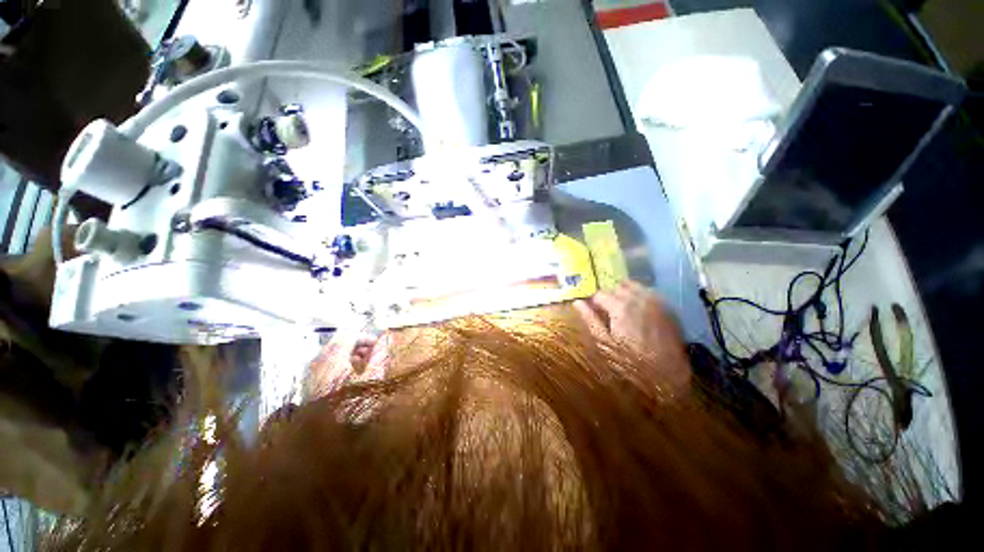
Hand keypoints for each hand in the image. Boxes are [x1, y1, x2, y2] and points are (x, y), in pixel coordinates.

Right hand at [574, 281, 689, 386]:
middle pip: (616, 287)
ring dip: (623, 293)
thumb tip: (577, 303)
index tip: (593, 311)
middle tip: (606, 312)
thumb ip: (591, 320)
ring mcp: (655, 300)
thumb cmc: (632, 361)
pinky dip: (639, 295)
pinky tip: (638, 309)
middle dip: (608, 297)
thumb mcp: (605, 344)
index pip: (599, 294)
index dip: (593, 302)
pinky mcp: (666, 306)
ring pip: (633, 286)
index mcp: (620, 307)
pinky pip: (648, 292)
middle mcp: (638, 298)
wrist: (669, 374)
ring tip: (621, 308)